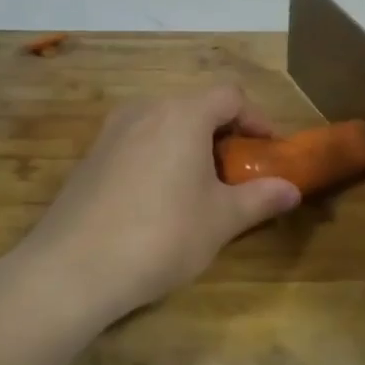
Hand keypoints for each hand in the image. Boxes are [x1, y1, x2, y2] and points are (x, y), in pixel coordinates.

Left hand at [18, 85, 301, 320]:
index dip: (257, 119)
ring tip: (199, 187)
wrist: (71, 269)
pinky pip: (136, 142)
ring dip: (189, 145)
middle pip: (196, 106)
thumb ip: (261, 198)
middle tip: (237, 172)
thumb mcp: (221, 220)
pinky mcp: (89, 157)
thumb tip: (293, 190)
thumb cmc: (162, 235)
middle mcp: (145, 110)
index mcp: (183, 114)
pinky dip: (158, 157)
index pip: (231, 95)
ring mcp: (111, 131)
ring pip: (164, 123)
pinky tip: (157, 201)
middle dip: (223, 133)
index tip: (268, 151)